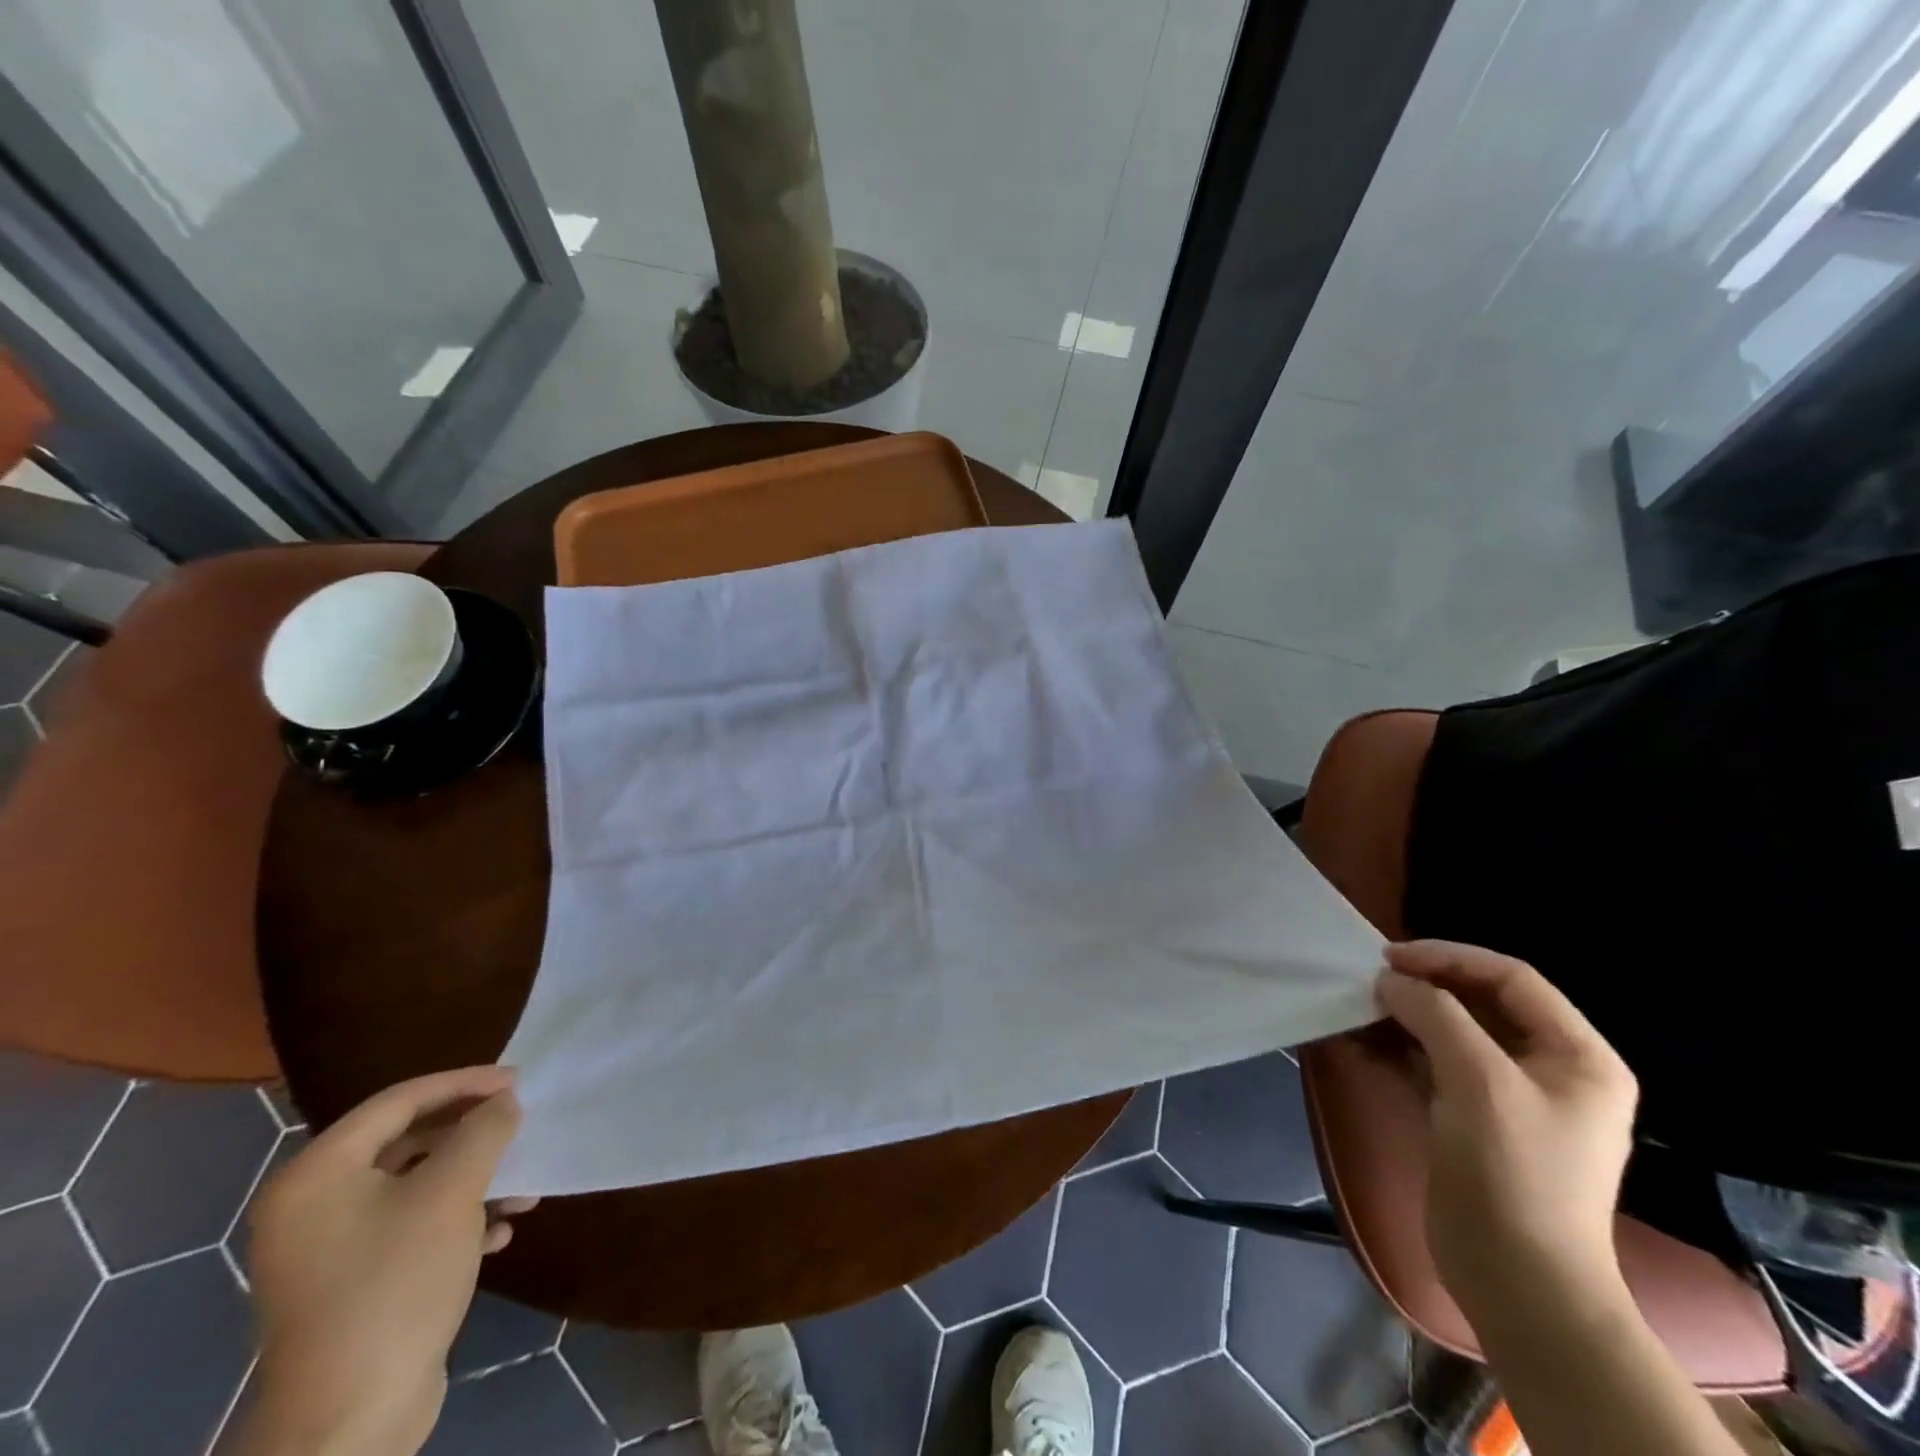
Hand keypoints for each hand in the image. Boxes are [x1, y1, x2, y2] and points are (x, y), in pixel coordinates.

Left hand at [238, 1068, 534, 1455]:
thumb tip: (504, 1101)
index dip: (463, 1083)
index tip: (517, 1080)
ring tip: (524, 1187)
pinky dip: (457, 1220)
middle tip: (520, 1123)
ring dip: (473, 1179)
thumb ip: (483, 1132)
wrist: (349, 1420)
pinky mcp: (351, 1284)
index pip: (399, 1101)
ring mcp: (327, 1250)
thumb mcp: (452, 1193)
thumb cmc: (396, 1284)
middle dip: (471, 1134)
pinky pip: (410, 1227)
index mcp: (317, 1175)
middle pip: (407, 1141)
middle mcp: (312, 1205)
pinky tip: (499, 1232)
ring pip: (415, 1186)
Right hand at [1376, 941, 1637, 1329]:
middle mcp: (1548, 1068)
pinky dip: (1396, 1049)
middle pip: (1479, 1002)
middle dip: (1424, 986)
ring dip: (1404, 1016)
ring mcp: (1508, 1096)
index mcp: (1577, 1055)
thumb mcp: (1478, 1080)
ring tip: (1357, 1006)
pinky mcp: (1471, 1119)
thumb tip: (1390, 980)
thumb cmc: (1514, 1173)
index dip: (1450, 958)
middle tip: (1371, 979)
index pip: (1511, 978)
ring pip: (1450, 1032)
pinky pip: (1431, 1065)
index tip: (1391, 958)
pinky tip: (1357, 1042)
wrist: (1518, 1282)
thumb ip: (1435, 1015)